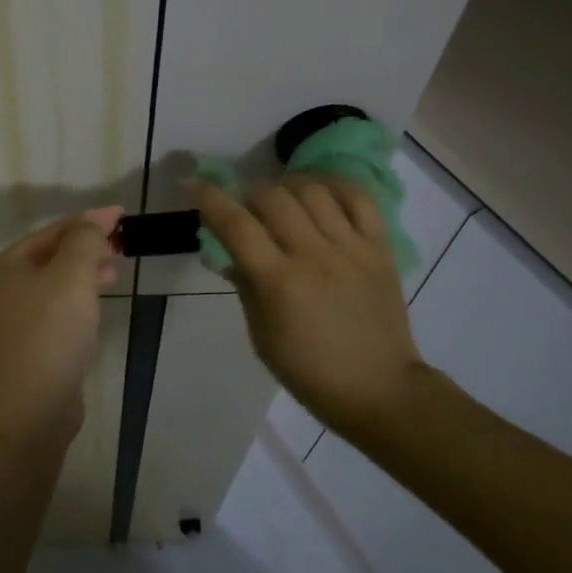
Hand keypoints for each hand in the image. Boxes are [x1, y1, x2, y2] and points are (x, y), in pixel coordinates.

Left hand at [0, 206, 123, 443]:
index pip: (53, 231)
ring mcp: (17, 320)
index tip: (121, 215)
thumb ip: (84, 241)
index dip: (88, 221)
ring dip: (87, 272)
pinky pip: (60, 310)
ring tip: (117, 269)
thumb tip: (93, 223)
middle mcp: (7, 288)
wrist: (30, 408)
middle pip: (53, 255)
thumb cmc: (50, 333)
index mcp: (9, 265)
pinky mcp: (33, 346)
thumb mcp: (71, 276)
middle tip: (122, 243)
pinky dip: (81, 299)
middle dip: (88, 246)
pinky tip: (99, 302)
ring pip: (58, 284)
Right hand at [188, 176, 446, 438]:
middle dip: (247, 192)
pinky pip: (359, 198)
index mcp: (279, 282)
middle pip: (272, 197)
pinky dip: (335, 186)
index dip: (208, 197)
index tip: (191, 184)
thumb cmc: (308, 370)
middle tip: (243, 205)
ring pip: (313, 190)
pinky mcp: (380, 248)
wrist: (378, 389)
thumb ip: (244, 283)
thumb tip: (225, 249)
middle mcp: (314, 256)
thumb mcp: (260, 333)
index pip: (235, 224)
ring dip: (287, 186)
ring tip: (280, 198)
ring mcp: (351, 248)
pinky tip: (319, 192)